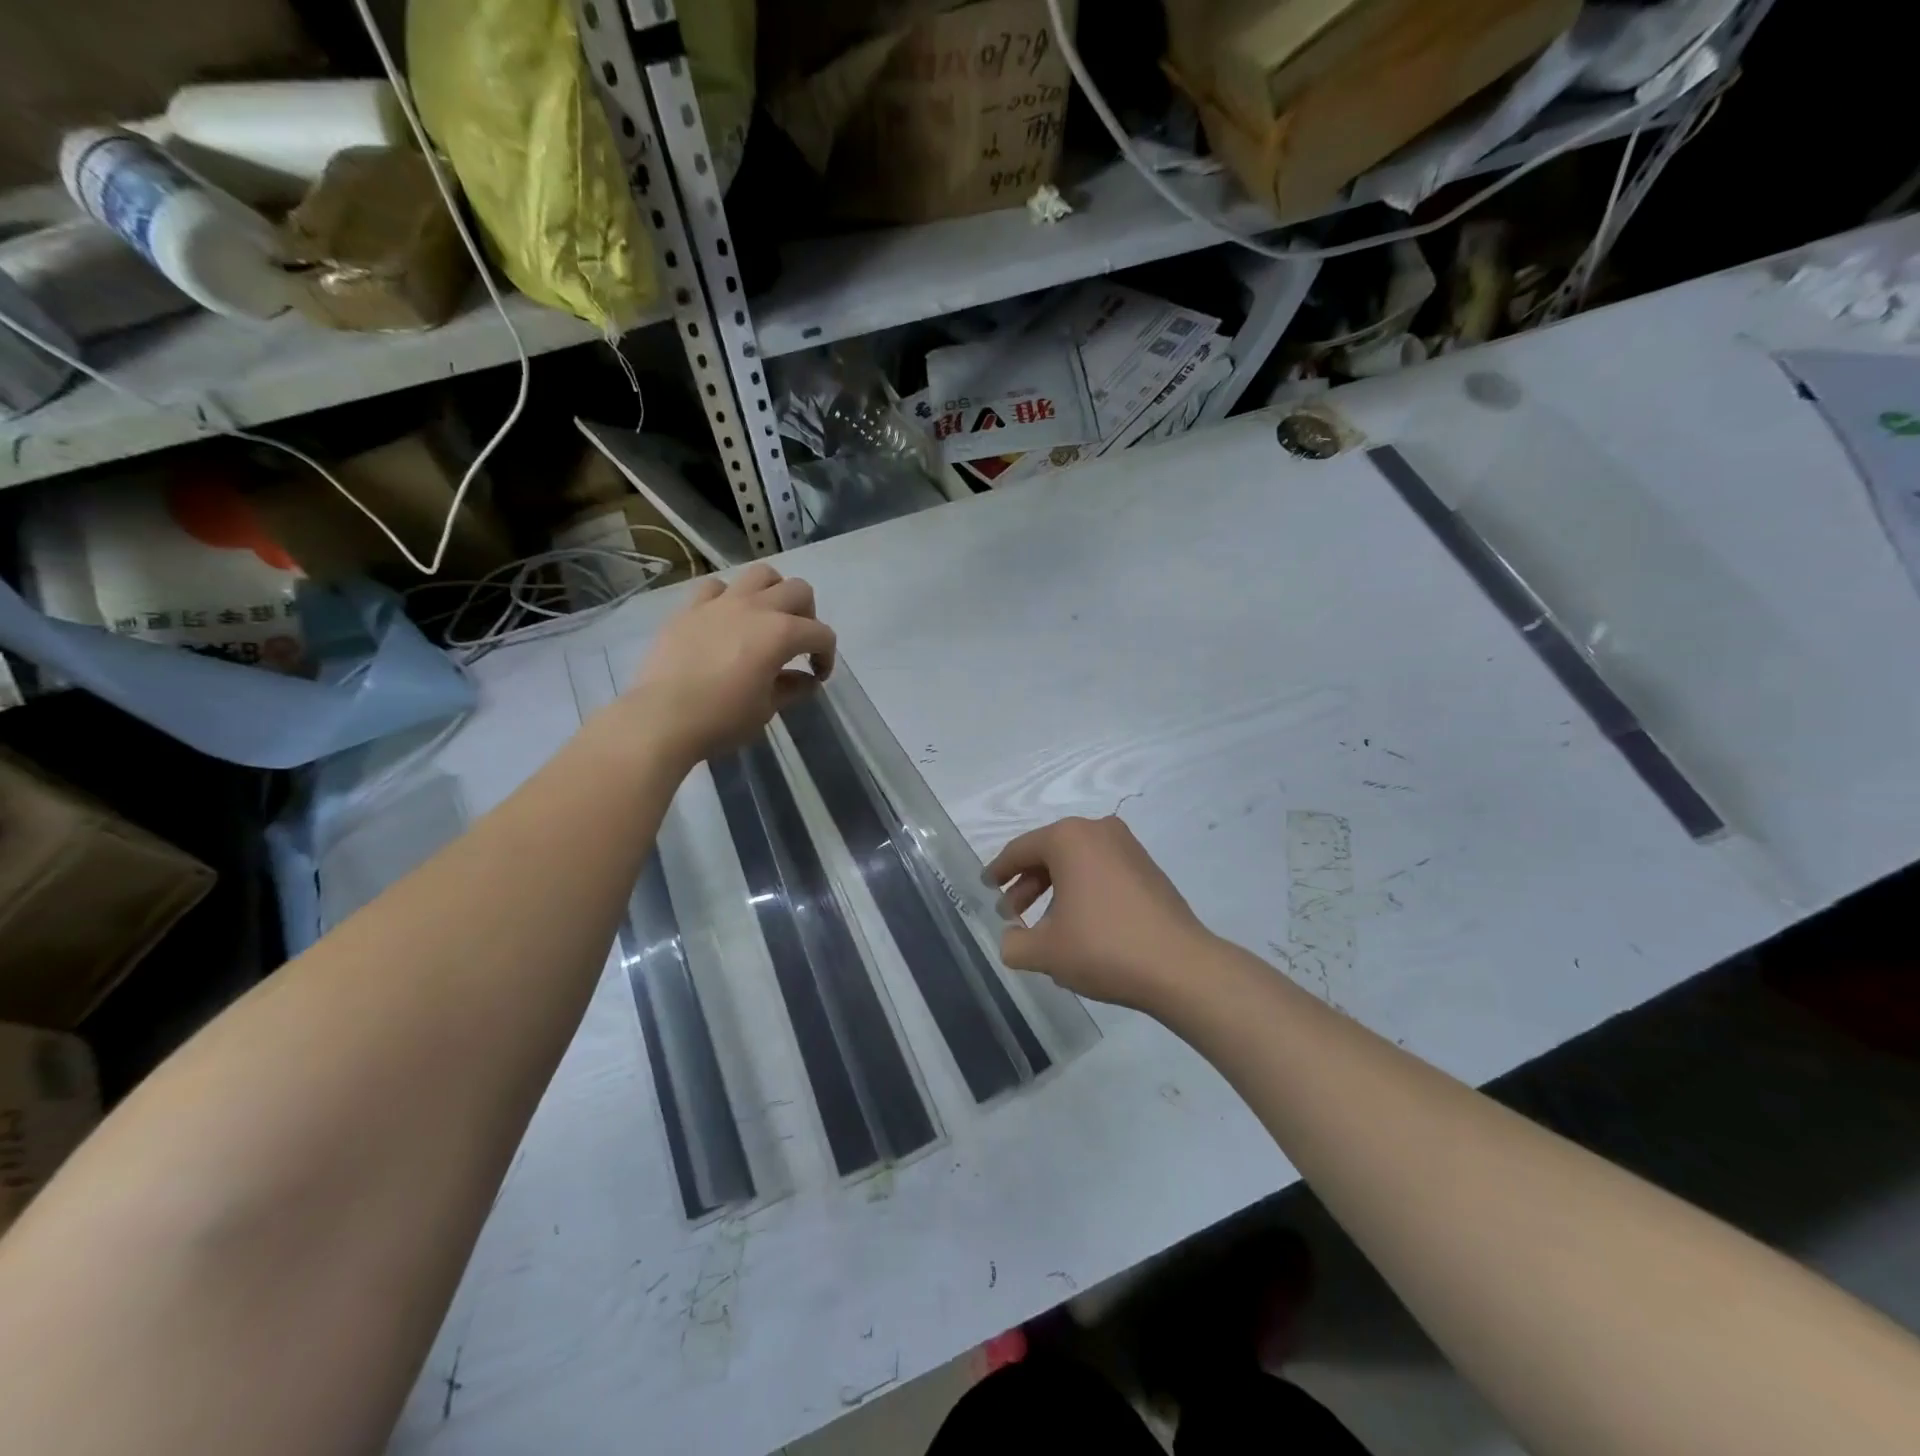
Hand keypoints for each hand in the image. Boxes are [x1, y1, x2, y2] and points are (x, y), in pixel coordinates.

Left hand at [624, 564, 835, 765]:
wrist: (661, 718)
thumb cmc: (722, 718)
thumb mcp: (766, 709)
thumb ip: (792, 688)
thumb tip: (807, 680)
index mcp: (781, 633)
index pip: (821, 634)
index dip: (826, 655)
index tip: (818, 676)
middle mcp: (755, 608)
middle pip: (798, 590)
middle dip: (807, 615)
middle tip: (798, 643)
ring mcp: (720, 603)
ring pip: (760, 574)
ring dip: (773, 592)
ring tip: (766, 619)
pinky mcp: (690, 608)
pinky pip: (716, 587)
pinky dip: (728, 598)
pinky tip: (725, 620)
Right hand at [987, 816, 1213, 1013]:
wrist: (1180, 967)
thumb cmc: (1104, 948)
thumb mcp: (1046, 951)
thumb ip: (1014, 944)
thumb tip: (1011, 940)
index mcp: (1068, 838)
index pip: (1021, 850)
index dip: (999, 871)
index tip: (987, 887)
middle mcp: (1098, 831)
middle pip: (1049, 853)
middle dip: (1027, 884)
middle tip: (1012, 915)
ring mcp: (1128, 847)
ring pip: (1077, 863)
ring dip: (1054, 889)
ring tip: (1044, 926)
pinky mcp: (1148, 869)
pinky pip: (1101, 871)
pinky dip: (1082, 890)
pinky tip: (1078, 925)